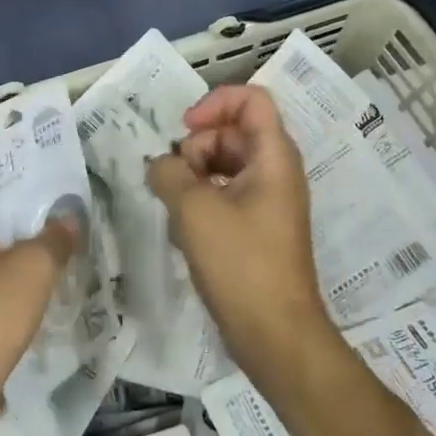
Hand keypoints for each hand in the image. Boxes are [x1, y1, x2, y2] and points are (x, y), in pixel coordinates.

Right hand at [145, 85, 335, 385]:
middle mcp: (276, 171)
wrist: (276, 336)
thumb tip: (159, 163)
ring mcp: (268, 200)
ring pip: (226, 163)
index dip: (215, 102)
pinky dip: (202, 198)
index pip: (252, 98)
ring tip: (175, 205)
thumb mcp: (194, 210)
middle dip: (197, 146)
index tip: (185, 128)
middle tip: (174, 178)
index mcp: (273, 156)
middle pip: (233, 131)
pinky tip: (183, 227)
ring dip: (194, 174)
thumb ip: (169, 172)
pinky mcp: (258, 227)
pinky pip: (227, 192)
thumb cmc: (240, 263)